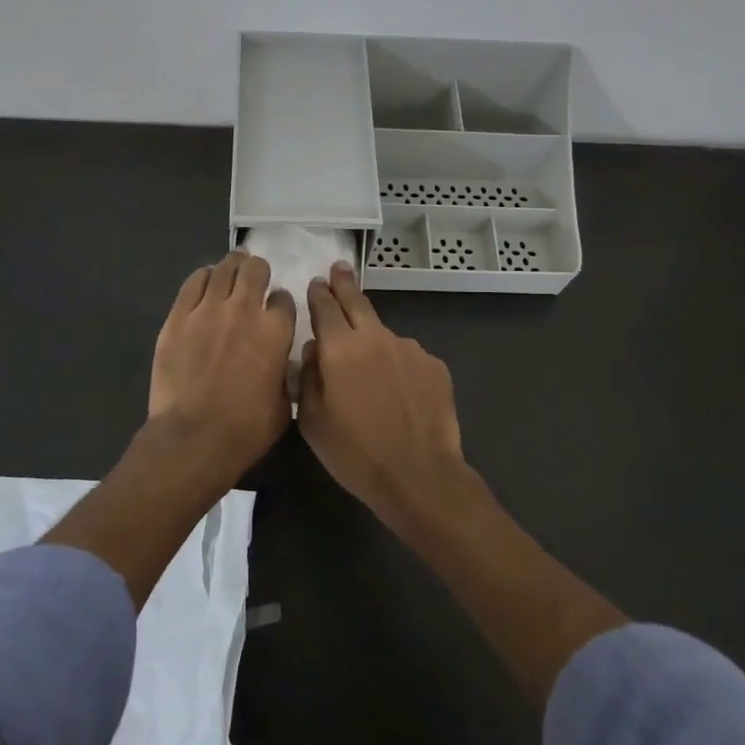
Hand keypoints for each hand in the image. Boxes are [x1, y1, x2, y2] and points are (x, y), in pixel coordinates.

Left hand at [149, 251, 296, 475]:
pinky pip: (194, 282)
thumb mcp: (283, 404)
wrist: (193, 437)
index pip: (284, 298)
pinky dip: (203, 277)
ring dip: (232, 267)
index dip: (281, 303)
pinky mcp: (178, 316)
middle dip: (258, 271)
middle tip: (254, 279)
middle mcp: (244, 309)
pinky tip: (206, 282)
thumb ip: (285, 373)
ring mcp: (208, 309)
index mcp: (276, 331)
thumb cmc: (245, 429)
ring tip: (231, 272)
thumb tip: (280, 363)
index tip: (276, 310)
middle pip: (255, 269)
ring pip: (224, 268)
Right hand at [297, 262, 487, 533]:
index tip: (316, 282)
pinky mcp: (435, 366)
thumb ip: (308, 378)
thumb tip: (314, 350)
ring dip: (373, 341)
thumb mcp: (312, 422)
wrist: (419, 476)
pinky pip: (408, 358)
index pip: (324, 307)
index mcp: (340, 348)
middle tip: (339, 269)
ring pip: (384, 335)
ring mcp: (410, 349)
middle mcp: (376, 338)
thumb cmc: (355, 454)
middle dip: (345, 284)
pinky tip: (399, 393)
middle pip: (357, 302)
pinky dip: (398, 366)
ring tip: (371, 373)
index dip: (318, 293)